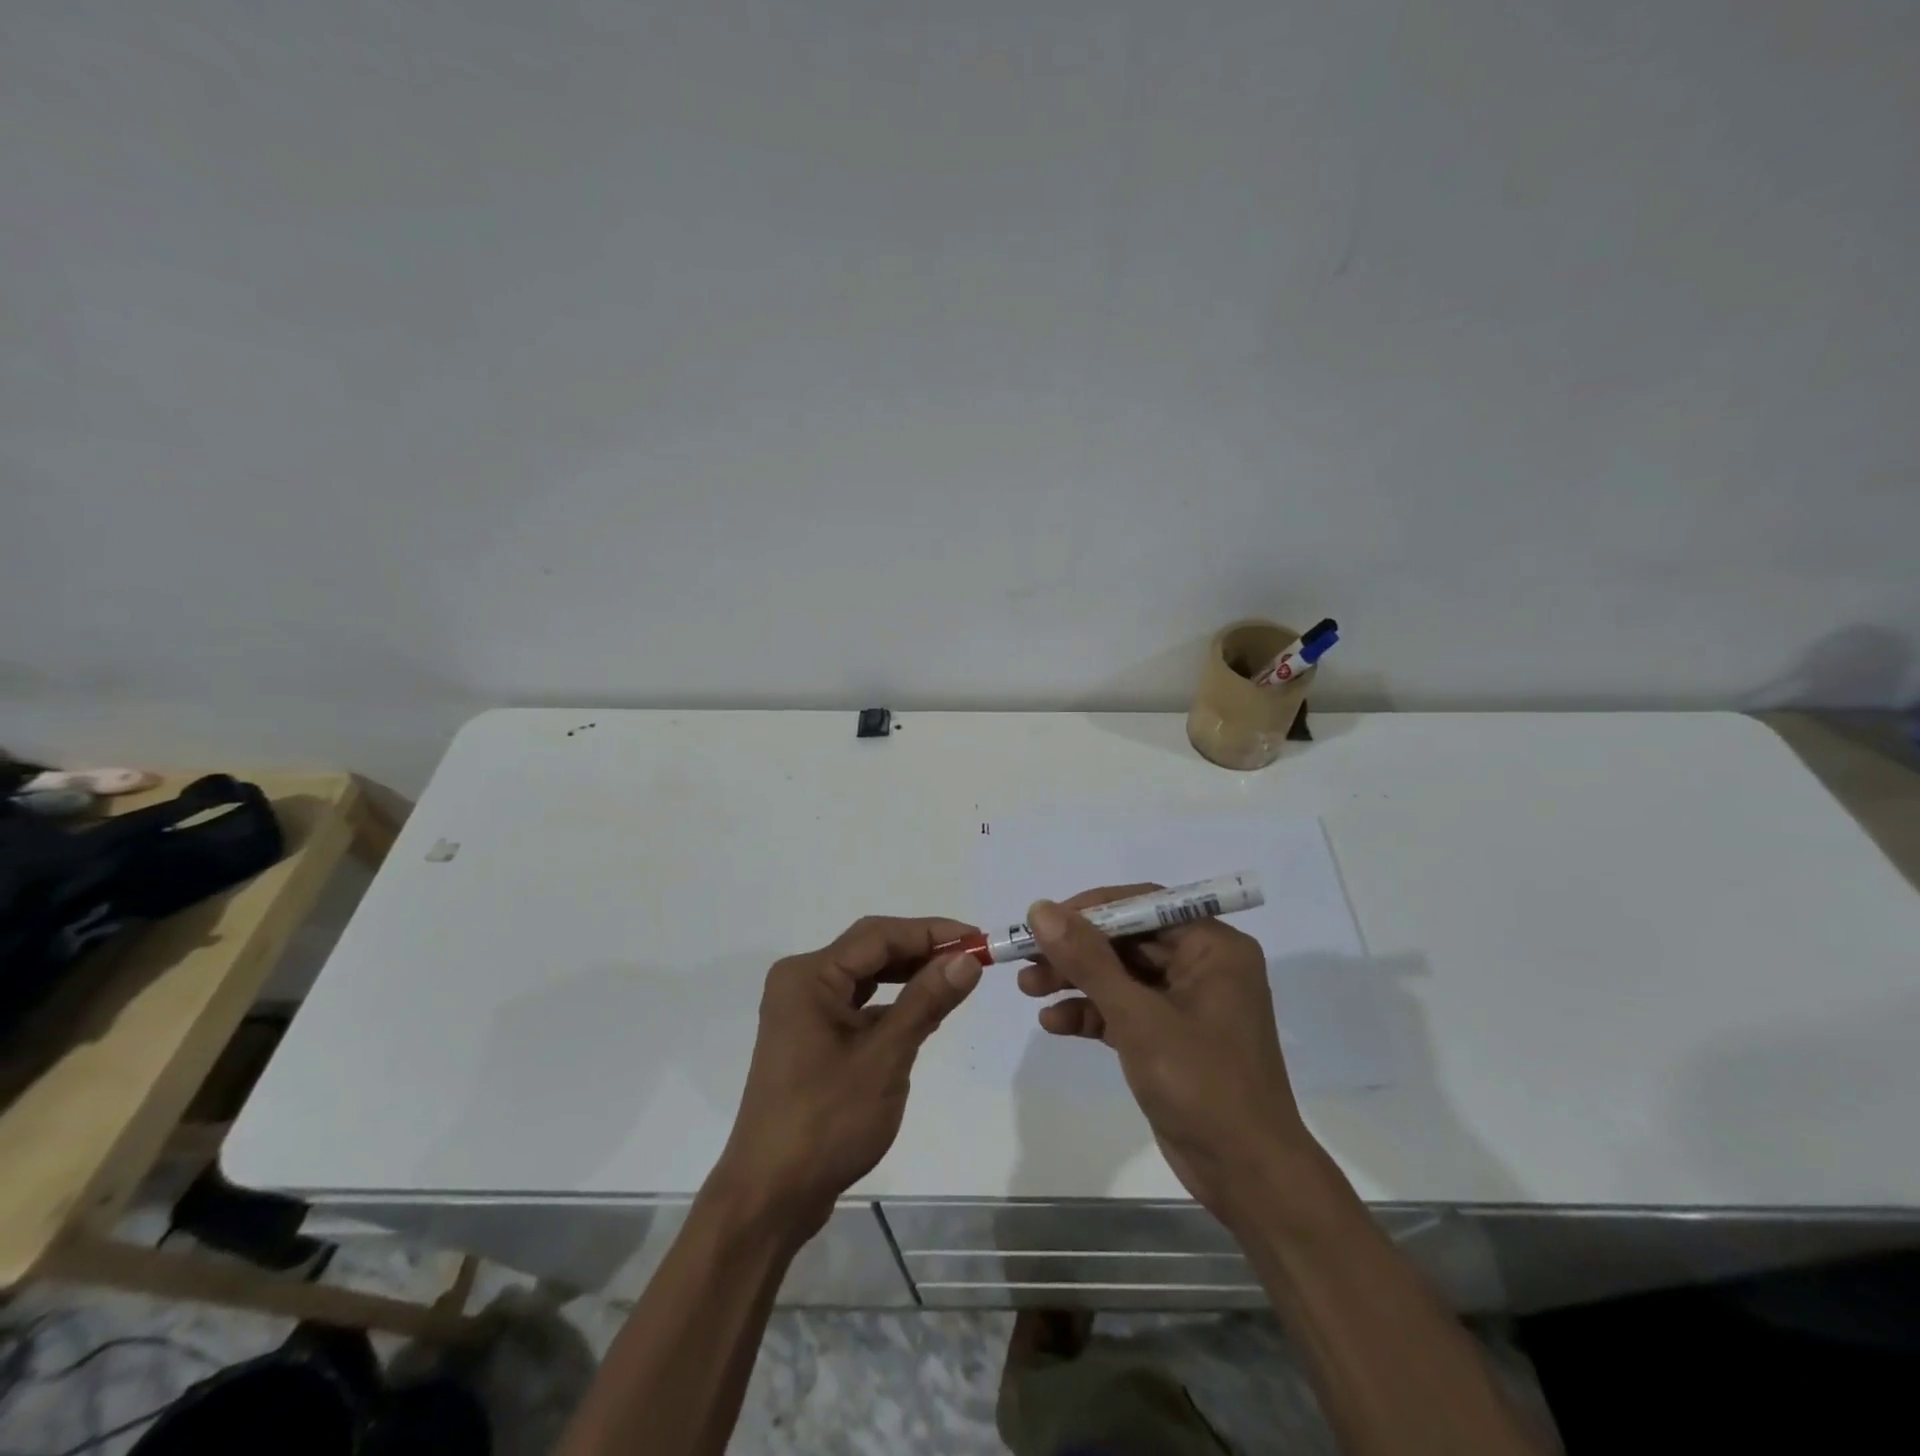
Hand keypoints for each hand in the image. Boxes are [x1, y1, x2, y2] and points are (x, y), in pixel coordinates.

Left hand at [713, 917, 981, 1235]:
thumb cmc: (826, 1121)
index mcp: (809, 975)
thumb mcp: (885, 1057)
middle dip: (922, 951)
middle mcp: (802, 982)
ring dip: (909, 976)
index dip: (931, 932)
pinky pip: (858, 1005)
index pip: (879, 936)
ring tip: (955, 977)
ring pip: (866, 977)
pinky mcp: (811, 1038)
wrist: (771, 1196)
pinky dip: (892, 1004)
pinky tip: (923, 1012)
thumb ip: (926, 1001)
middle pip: (871, 951)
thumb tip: (967, 958)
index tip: (978, 939)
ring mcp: (804, 1011)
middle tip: (972, 958)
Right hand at [1019, 888, 1318, 1225]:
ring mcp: (1187, 1003)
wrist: (1246, 1177)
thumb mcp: (1138, 1017)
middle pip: (1127, 940)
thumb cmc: (1201, 1084)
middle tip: (1026, 959)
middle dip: (1075, 951)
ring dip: (1075, 981)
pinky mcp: (1171, 1037)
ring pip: (1121, 975)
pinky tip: (1054, 1023)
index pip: (1143, 905)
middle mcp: (1203, 965)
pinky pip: (1125, 1010)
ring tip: (1027, 988)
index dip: (1089, 910)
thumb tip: (1041, 909)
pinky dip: (1091, 1013)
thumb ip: (1088, 960)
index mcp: (1213, 947)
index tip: (1043, 921)